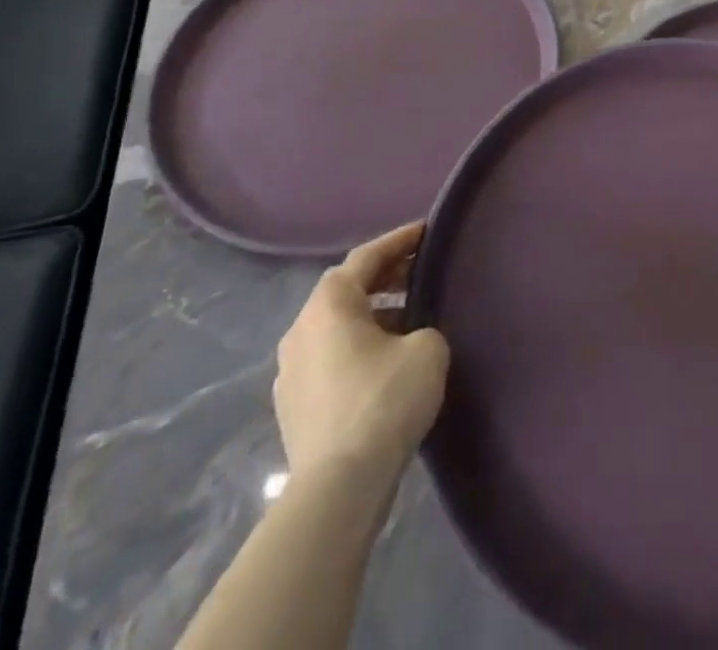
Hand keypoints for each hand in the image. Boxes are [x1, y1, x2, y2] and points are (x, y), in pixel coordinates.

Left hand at [274, 222, 449, 480]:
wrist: (339, 486)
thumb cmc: (384, 400)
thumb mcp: (426, 348)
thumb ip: (422, 326)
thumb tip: (409, 338)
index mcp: (329, 304)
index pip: (367, 256)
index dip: (400, 240)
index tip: (427, 231)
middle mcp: (301, 328)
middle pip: (346, 289)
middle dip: (384, 277)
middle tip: (420, 271)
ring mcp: (290, 370)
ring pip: (336, 326)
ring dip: (370, 315)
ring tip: (408, 318)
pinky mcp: (293, 406)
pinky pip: (329, 357)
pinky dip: (357, 347)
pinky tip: (384, 362)